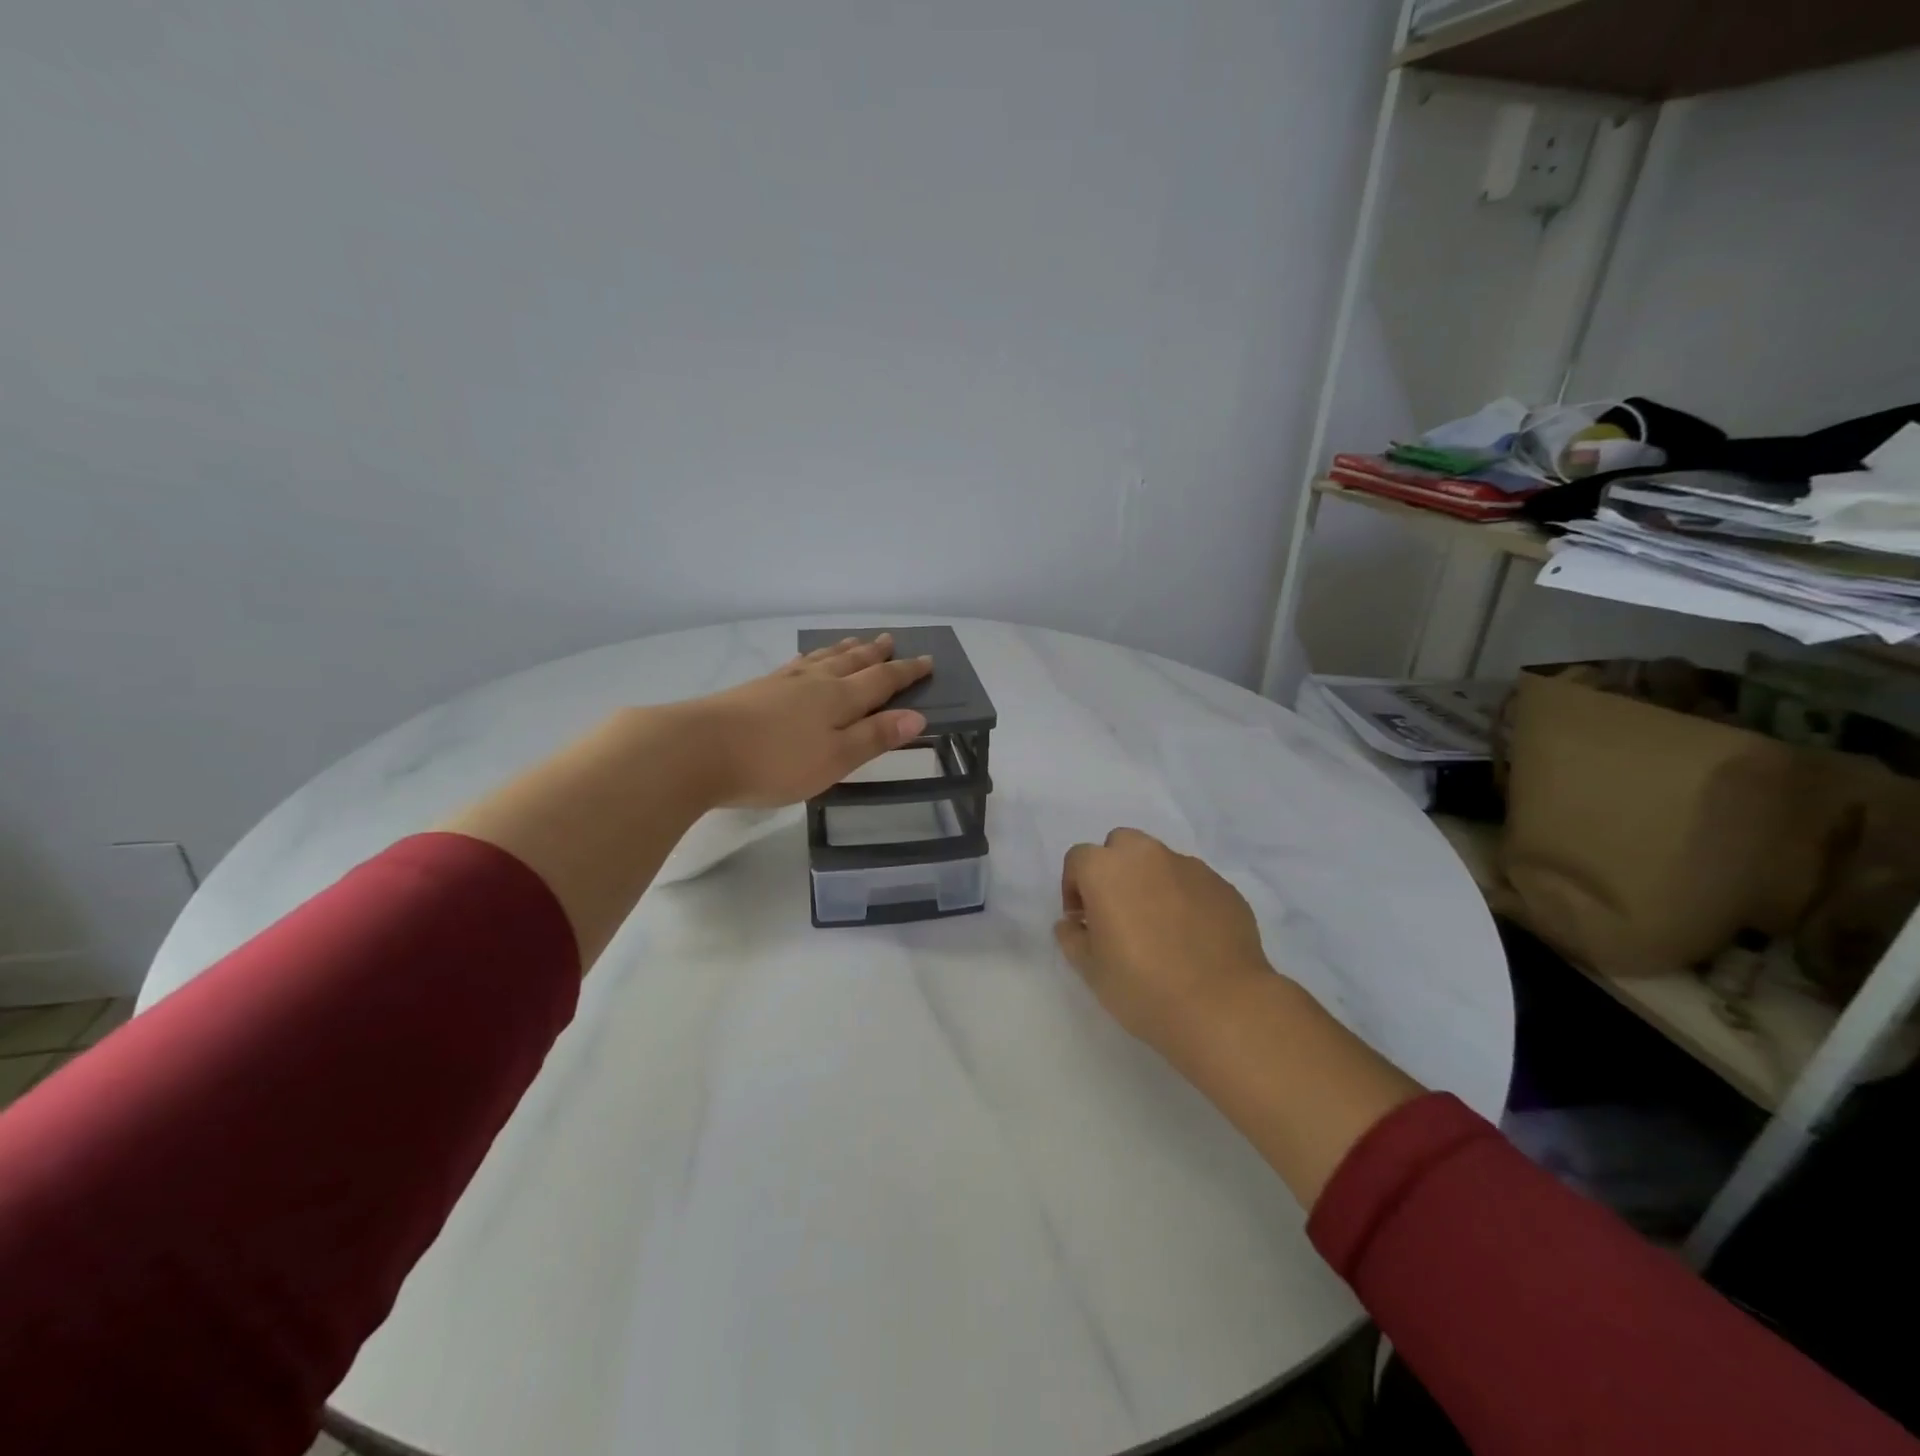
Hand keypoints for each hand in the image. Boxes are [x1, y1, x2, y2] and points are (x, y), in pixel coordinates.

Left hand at [680, 633, 932, 807]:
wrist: (698, 749)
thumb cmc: (775, 762)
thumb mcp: (835, 759)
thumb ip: (874, 737)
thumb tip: (917, 716)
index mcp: (839, 699)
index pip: (881, 681)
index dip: (906, 673)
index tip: (927, 661)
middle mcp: (814, 683)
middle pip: (851, 662)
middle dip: (875, 653)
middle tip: (890, 639)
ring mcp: (782, 683)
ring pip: (822, 659)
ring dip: (843, 650)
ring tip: (855, 642)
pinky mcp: (756, 689)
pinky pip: (796, 664)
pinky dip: (811, 658)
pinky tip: (805, 661)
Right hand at [1056, 829, 1272, 1050]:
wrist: (1222, 1006)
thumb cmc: (1143, 986)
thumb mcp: (1090, 970)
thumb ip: (1072, 937)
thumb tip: (1072, 923)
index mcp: (1106, 869)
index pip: (1078, 859)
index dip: (1074, 887)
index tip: (1082, 920)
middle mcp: (1147, 856)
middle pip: (1121, 846)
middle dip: (1114, 871)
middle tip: (1118, 912)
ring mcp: (1189, 867)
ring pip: (1159, 862)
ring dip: (1150, 882)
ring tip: (1159, 927)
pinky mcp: (1223, 886)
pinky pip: (1192, 883)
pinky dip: (1184, 898)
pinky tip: (1191, 937)